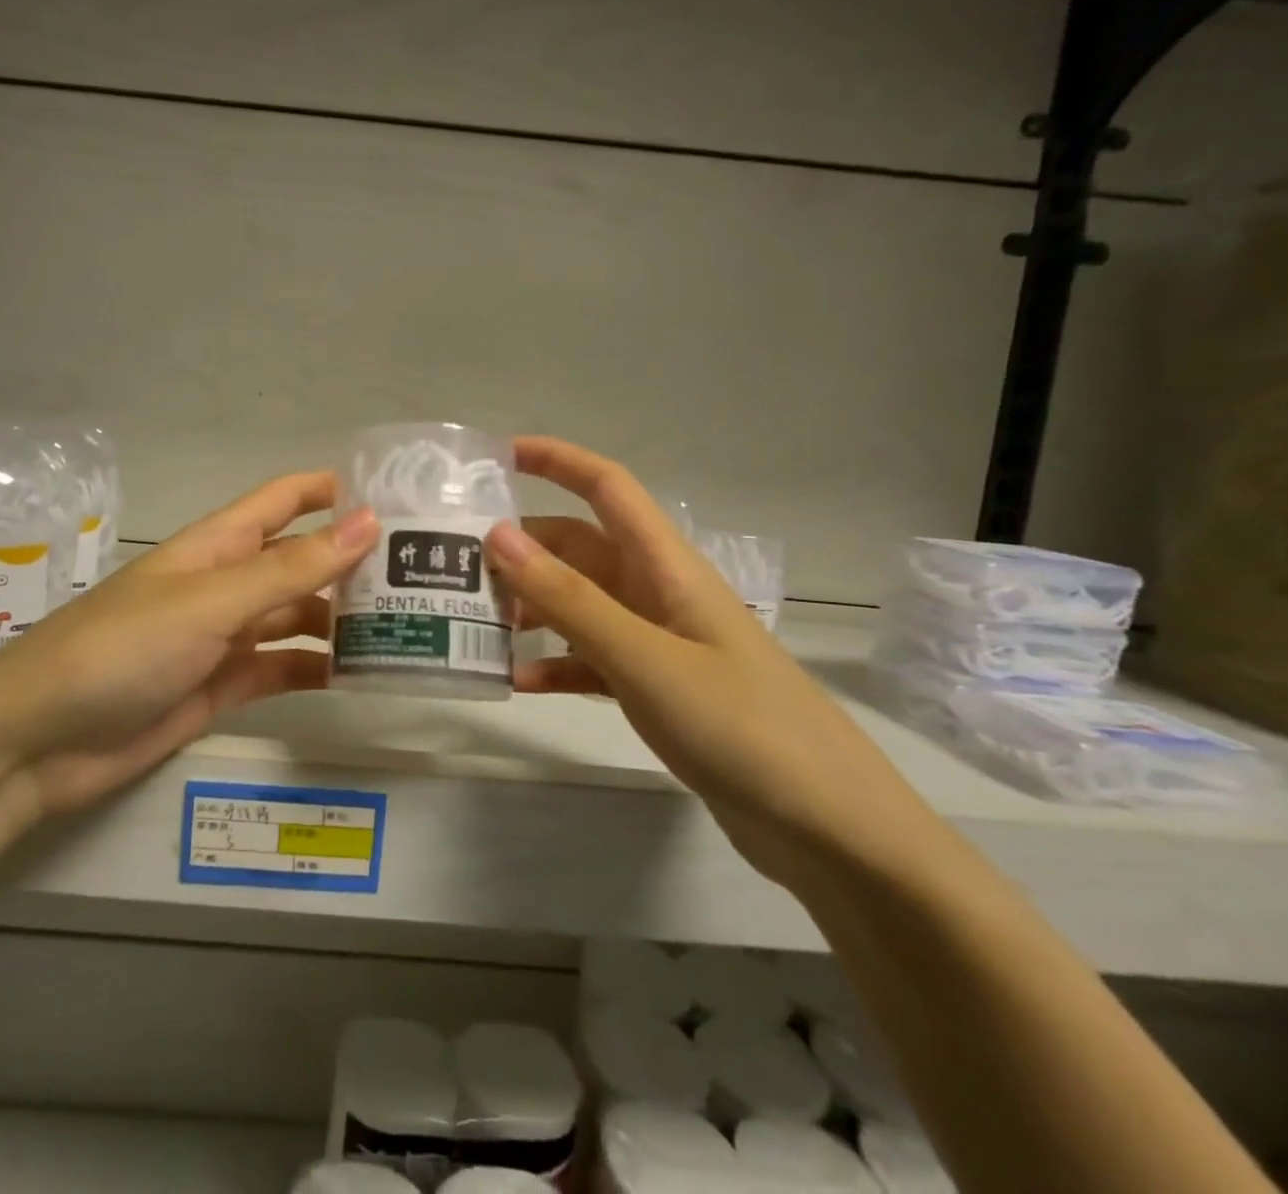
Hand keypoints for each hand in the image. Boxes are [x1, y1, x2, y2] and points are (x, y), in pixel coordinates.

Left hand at [0, 472, 377, 816]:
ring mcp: (225, 637)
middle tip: (427, 574)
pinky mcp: (223, 687)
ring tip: (409, 626)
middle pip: (301, 560)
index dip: (335, 490)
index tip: (398, 497)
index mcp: (219, 545)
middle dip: (354, 562)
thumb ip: (289, 568)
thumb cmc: (122, 649)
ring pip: (297, 616)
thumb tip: (368, 522)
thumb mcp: (211, 602)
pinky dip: (317, 669)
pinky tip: (362, 673)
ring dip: (343, 619)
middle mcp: (227, 584)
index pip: (285, 499)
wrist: (40, 741)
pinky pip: (283, 669)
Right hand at [486, 437, 943, 894]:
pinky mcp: (657, 688)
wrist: (829, 830)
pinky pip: (591, 660)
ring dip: (531, 608)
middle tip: (458, 568)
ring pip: (579, 605)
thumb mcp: (645, 658)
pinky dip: (554, 664)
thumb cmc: (741, 727)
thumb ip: (569, 599)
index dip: (554, 460)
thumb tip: (498, 535)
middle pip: (579, 548)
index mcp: (666, 566)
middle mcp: (658, 592)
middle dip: (522, 550)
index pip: (606, 486)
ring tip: (476, 626)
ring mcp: (658, 642)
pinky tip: (518, 683)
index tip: (494, 456)